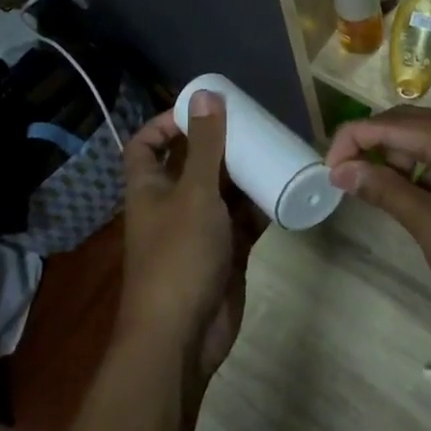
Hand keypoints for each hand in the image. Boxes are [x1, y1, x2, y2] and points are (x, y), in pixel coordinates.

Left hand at [118, 92, 261, 387]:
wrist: (182, 337)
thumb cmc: (178, 256)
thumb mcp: (194, 193)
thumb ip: (203, 145)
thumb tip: (205, 94)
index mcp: (150, 188)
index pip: (146, 145)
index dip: (165, 123)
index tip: (200, 109)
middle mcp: (173, 204)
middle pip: (193, 163)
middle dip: (219, 144)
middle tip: (252, 122)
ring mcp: (200, 229)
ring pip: (223, 190)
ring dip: (244, 172)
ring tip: (274, 147)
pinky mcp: (226, 251)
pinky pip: (244, 219)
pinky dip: (261, 204)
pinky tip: (284, 186)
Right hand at [327, 108, 430, 353]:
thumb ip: (385, 191)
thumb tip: (340, 170)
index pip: (397, 124)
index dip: (356, 138)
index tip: (327, 168)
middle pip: (412, 124)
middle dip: (372, 144)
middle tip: (339, 174)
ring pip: (426, 141)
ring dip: (393, 157)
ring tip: (361, 184)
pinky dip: (416, 171)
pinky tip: (397, 190)